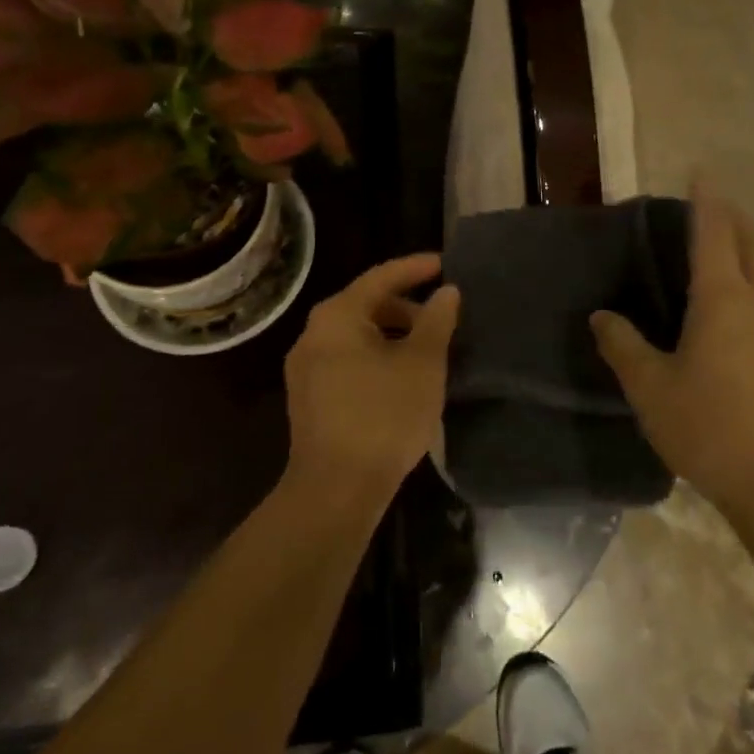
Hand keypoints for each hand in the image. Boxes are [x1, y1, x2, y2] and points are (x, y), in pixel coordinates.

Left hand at [283, 254, 460, 510]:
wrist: (335, 490)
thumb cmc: (383, 415)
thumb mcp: (422, 363)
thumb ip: (437, 320)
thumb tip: (447, 291)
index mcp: (337, 316)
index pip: (381, 277)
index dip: (415, 268)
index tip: (445, 264)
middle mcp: (313, 334)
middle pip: (366, 305)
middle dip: (406, 307)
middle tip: (442, 317)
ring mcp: (306, 369)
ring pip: (357, 336)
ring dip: (393, 336)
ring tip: (428, 351)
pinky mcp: (309, 399)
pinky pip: (348, 361)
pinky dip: (376, 358)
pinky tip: (402, 379)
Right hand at [590, 183, 753, 514]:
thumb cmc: (709, 427)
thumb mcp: (651, 388)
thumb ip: (623, 347)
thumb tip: (602, 317)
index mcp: (723, 299)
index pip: (714, 233)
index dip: (706, 200)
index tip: (701, 172)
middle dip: (736, 217)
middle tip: (711, 208)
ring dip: (750, 247)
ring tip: (722, 249)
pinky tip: (734, 305)